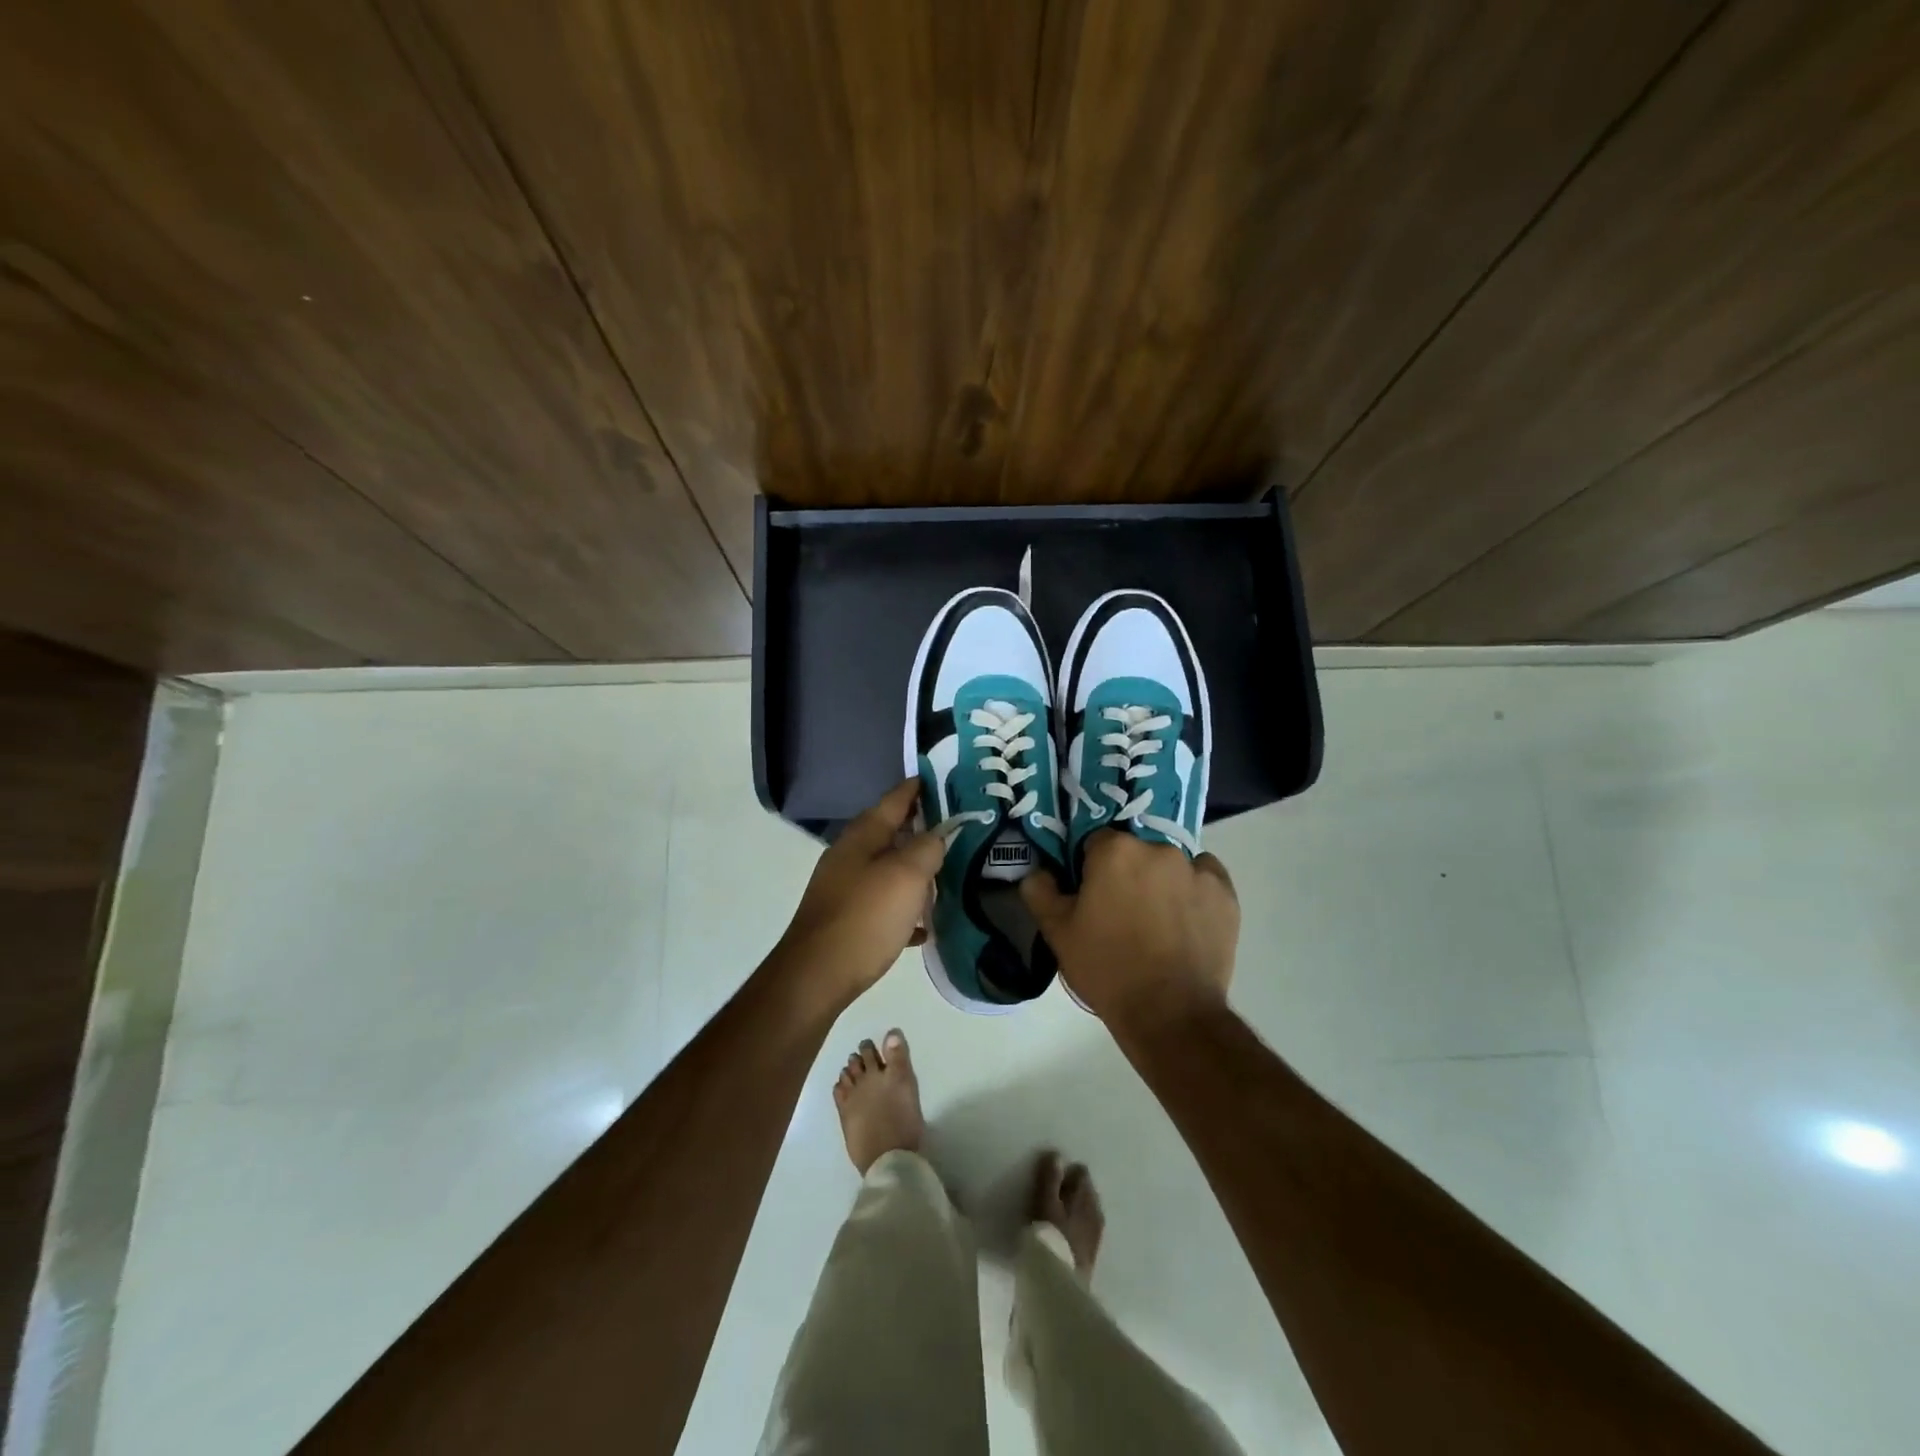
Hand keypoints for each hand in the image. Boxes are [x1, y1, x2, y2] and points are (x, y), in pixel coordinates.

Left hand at [774, 778, 945, 1010]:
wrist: (817, 975)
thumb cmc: (865, 917)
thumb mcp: (907, 876)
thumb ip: (927, 849)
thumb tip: (937, 836)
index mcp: (862, 837)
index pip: (894, 800)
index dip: (917, 788)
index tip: (939, 778)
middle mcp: (850, 856)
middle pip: (890, 833)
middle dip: (919, 828)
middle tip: (953, 826)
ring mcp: (844, 889)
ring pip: (886, 869)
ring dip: (913, 868)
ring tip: (945, 872)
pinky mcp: (846, 920)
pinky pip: (882, 906)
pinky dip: (903, 908)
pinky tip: (923, 925)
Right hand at [1020, 831, 1238, 1030]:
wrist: (1170, 1014)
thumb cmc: (1107, 968)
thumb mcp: (1058, 933)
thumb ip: (1040, 891)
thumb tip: (1038, 871)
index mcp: (1115, 850)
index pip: (1095, 842)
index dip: (1090, 868)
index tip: (1091, 896)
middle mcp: (1158, 848)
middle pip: (1135, 850)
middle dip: (1127, 873)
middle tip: (1121, 912)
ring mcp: (1197, 870)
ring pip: (1170, 864)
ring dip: (1160, 881)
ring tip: (1156, 923)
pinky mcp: (1226, 894)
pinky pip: (1204, 879)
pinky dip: (1193, 892)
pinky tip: (1184, 922)